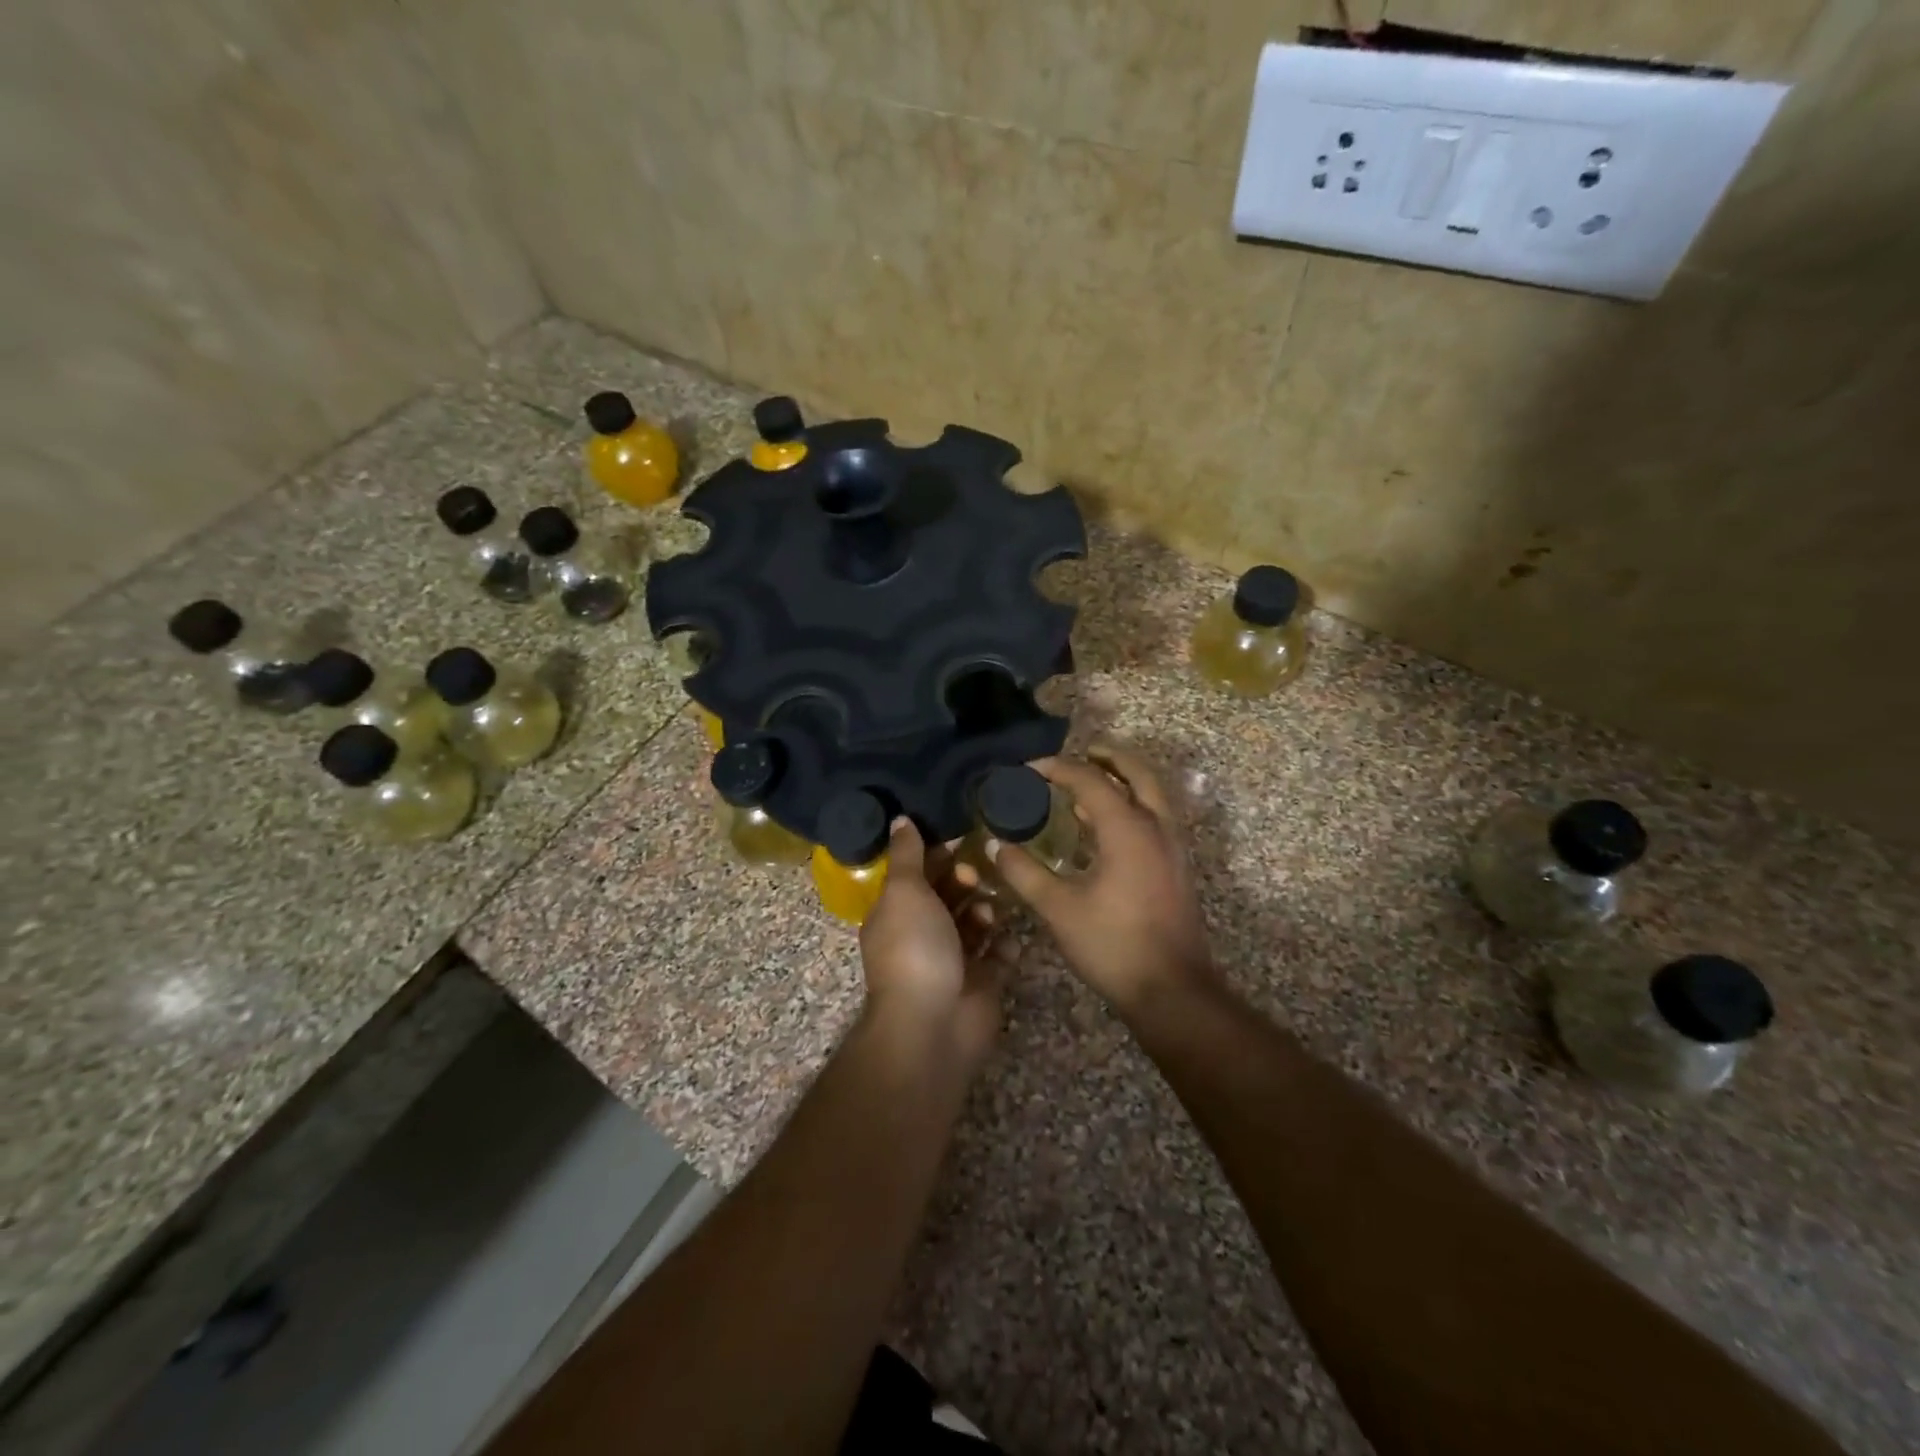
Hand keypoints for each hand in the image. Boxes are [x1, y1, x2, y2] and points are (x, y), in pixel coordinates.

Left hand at [859, 819, 1008, 1074]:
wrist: (933, 1024)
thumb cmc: (915, 949)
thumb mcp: (905, 891)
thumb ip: (907, 855)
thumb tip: (900, 819)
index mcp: (897, 913)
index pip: (918, 875)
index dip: (937, 855)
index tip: (962, 837)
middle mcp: (923, 935)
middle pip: (949, 897)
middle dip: (963, 882)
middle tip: (975, 876)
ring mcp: (954, 961)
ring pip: (975, 924)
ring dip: (985, 911)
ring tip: (988, 913)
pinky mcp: (982, 983)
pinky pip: (999, 956)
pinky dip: (1006, 946)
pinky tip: (1011, 938)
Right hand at [990, 745, 1215, 1019]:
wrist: (1172, 991)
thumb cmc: (1113, 945)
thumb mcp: (1059, 908)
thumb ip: (1024, 873)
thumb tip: (995, 846)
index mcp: (1127, 828)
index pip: (1090, 780)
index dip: (1057, 769)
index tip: (1028, 770)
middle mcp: (1156, 827)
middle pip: (1137, 773)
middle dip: (1108, 757)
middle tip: (1079, 753)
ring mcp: (1172, 847)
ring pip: (1152, 794)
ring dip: (1123, 780)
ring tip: (1088, 786)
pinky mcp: (1176, 867)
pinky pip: (1155, 817)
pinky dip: (1132, 805)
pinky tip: (1104, 828)